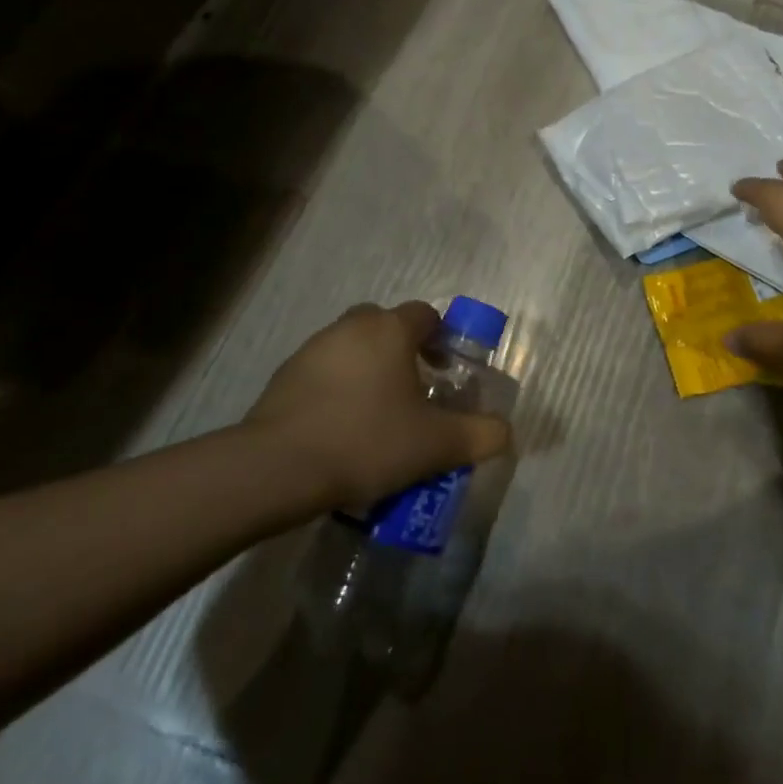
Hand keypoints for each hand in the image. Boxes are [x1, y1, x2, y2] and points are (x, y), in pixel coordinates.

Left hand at [244, 302, 510, 510]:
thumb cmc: (366, 441)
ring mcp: (312, 350)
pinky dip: (336, 390)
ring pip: (352, 348)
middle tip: (413, 390)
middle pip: (385, 325)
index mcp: (390, 330)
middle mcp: (351, 327)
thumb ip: (480, 435)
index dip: (442, 338)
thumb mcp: (437, 445)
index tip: (447, 372)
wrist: (276, 469)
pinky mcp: (283, 377)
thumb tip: (506, 432)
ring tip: (377, 415)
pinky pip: (323, 373)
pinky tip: (340, 430)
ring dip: (368, 370)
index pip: (425, 314)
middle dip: (403, 350)